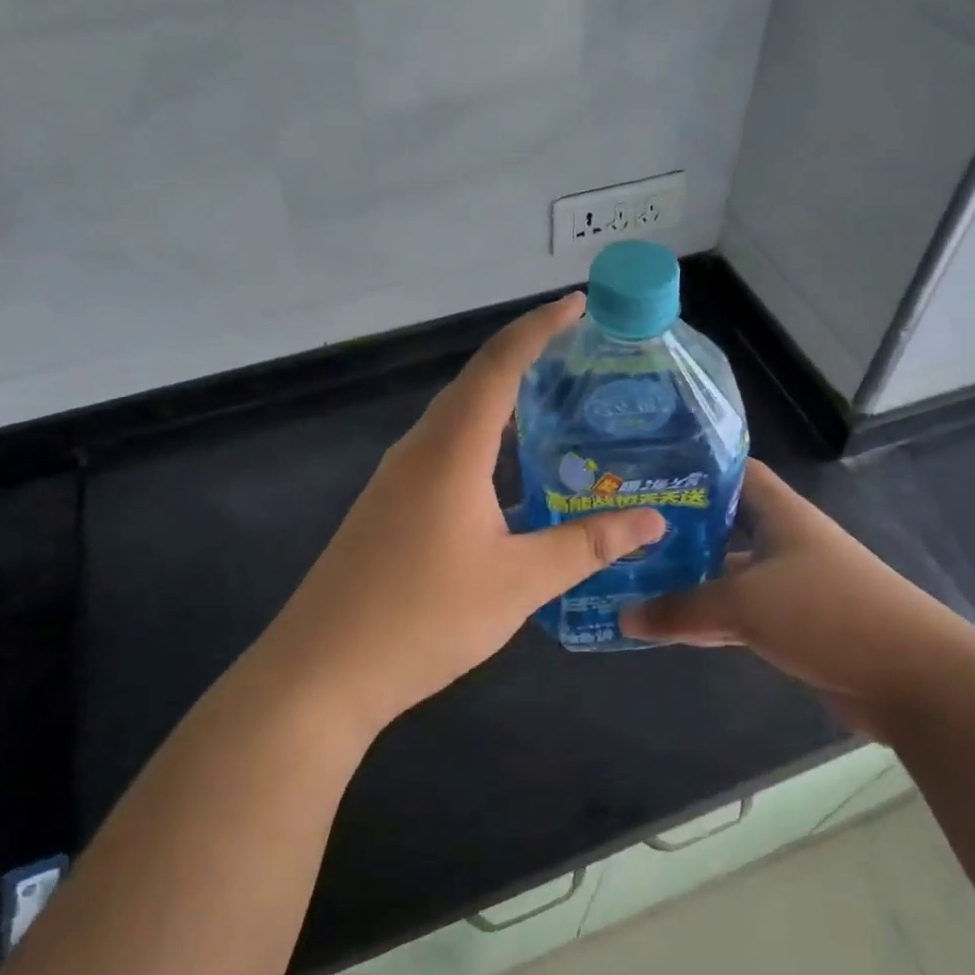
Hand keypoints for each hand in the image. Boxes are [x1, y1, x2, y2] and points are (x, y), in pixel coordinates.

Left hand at [252, 294, 666, 739]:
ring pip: (457, 419)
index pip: (500, 365)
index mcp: (451, 449)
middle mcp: (420, 449)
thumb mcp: (519, 581)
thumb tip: (651, 520)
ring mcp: (397, 478)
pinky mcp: (388, 507)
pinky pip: (443, 452)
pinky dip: (483, 442)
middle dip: (527, 357)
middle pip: (476, 382)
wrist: (322, 671)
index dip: (540, 328)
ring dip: (503, 402)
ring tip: (554, 405)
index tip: (578, 303)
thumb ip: (587, 545)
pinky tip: (509, 474)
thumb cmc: (425, 617)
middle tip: (580, 354)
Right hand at [621, 459, 974, 738]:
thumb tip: (624, 616)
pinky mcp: (795, 625)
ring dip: (690, 579)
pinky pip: (739, 613)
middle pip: (724, 524)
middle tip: (624, 532)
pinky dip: (708, 619)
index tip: (646, 474)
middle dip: (679, 529)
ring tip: (633, 577)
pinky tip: (669, 627)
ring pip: (728, 573)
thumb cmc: (828, 613)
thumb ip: (682, 608)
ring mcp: (791, 585)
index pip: (734, 472)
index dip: (694, 468)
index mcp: (780, 514)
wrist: (913, 678)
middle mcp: (785, 541)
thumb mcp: (745, 604)